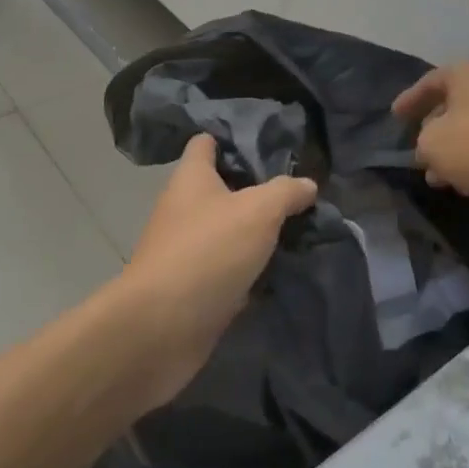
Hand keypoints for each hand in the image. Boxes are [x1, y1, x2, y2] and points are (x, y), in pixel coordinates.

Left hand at [118, 134, 316, 403]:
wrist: (161, 329)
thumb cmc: (208, 251)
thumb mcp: (259, 211)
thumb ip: (286, 192)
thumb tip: (307, 185)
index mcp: (191, 178)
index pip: (206, 143)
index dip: (232, 138)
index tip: (267, 142)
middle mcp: (183, 209)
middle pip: (220, 188)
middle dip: (255, 190)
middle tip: (296, 192)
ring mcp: (185, 251)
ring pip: (226, 232)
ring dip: (255, 234)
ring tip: (298, 229)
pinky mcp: (192, 289)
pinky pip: (227, 271)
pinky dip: (249, 272)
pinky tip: (280, 273)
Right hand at [392, 59, 468, 199]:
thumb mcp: (435, 146)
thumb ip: (423, 145)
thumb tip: (429, 149)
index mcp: (466, 72)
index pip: (429, 82)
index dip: (409, 100)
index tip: (396, 116)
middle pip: (456, 102)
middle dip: (436, 128)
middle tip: (421, 151)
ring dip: (460, 147)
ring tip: (445, 175)